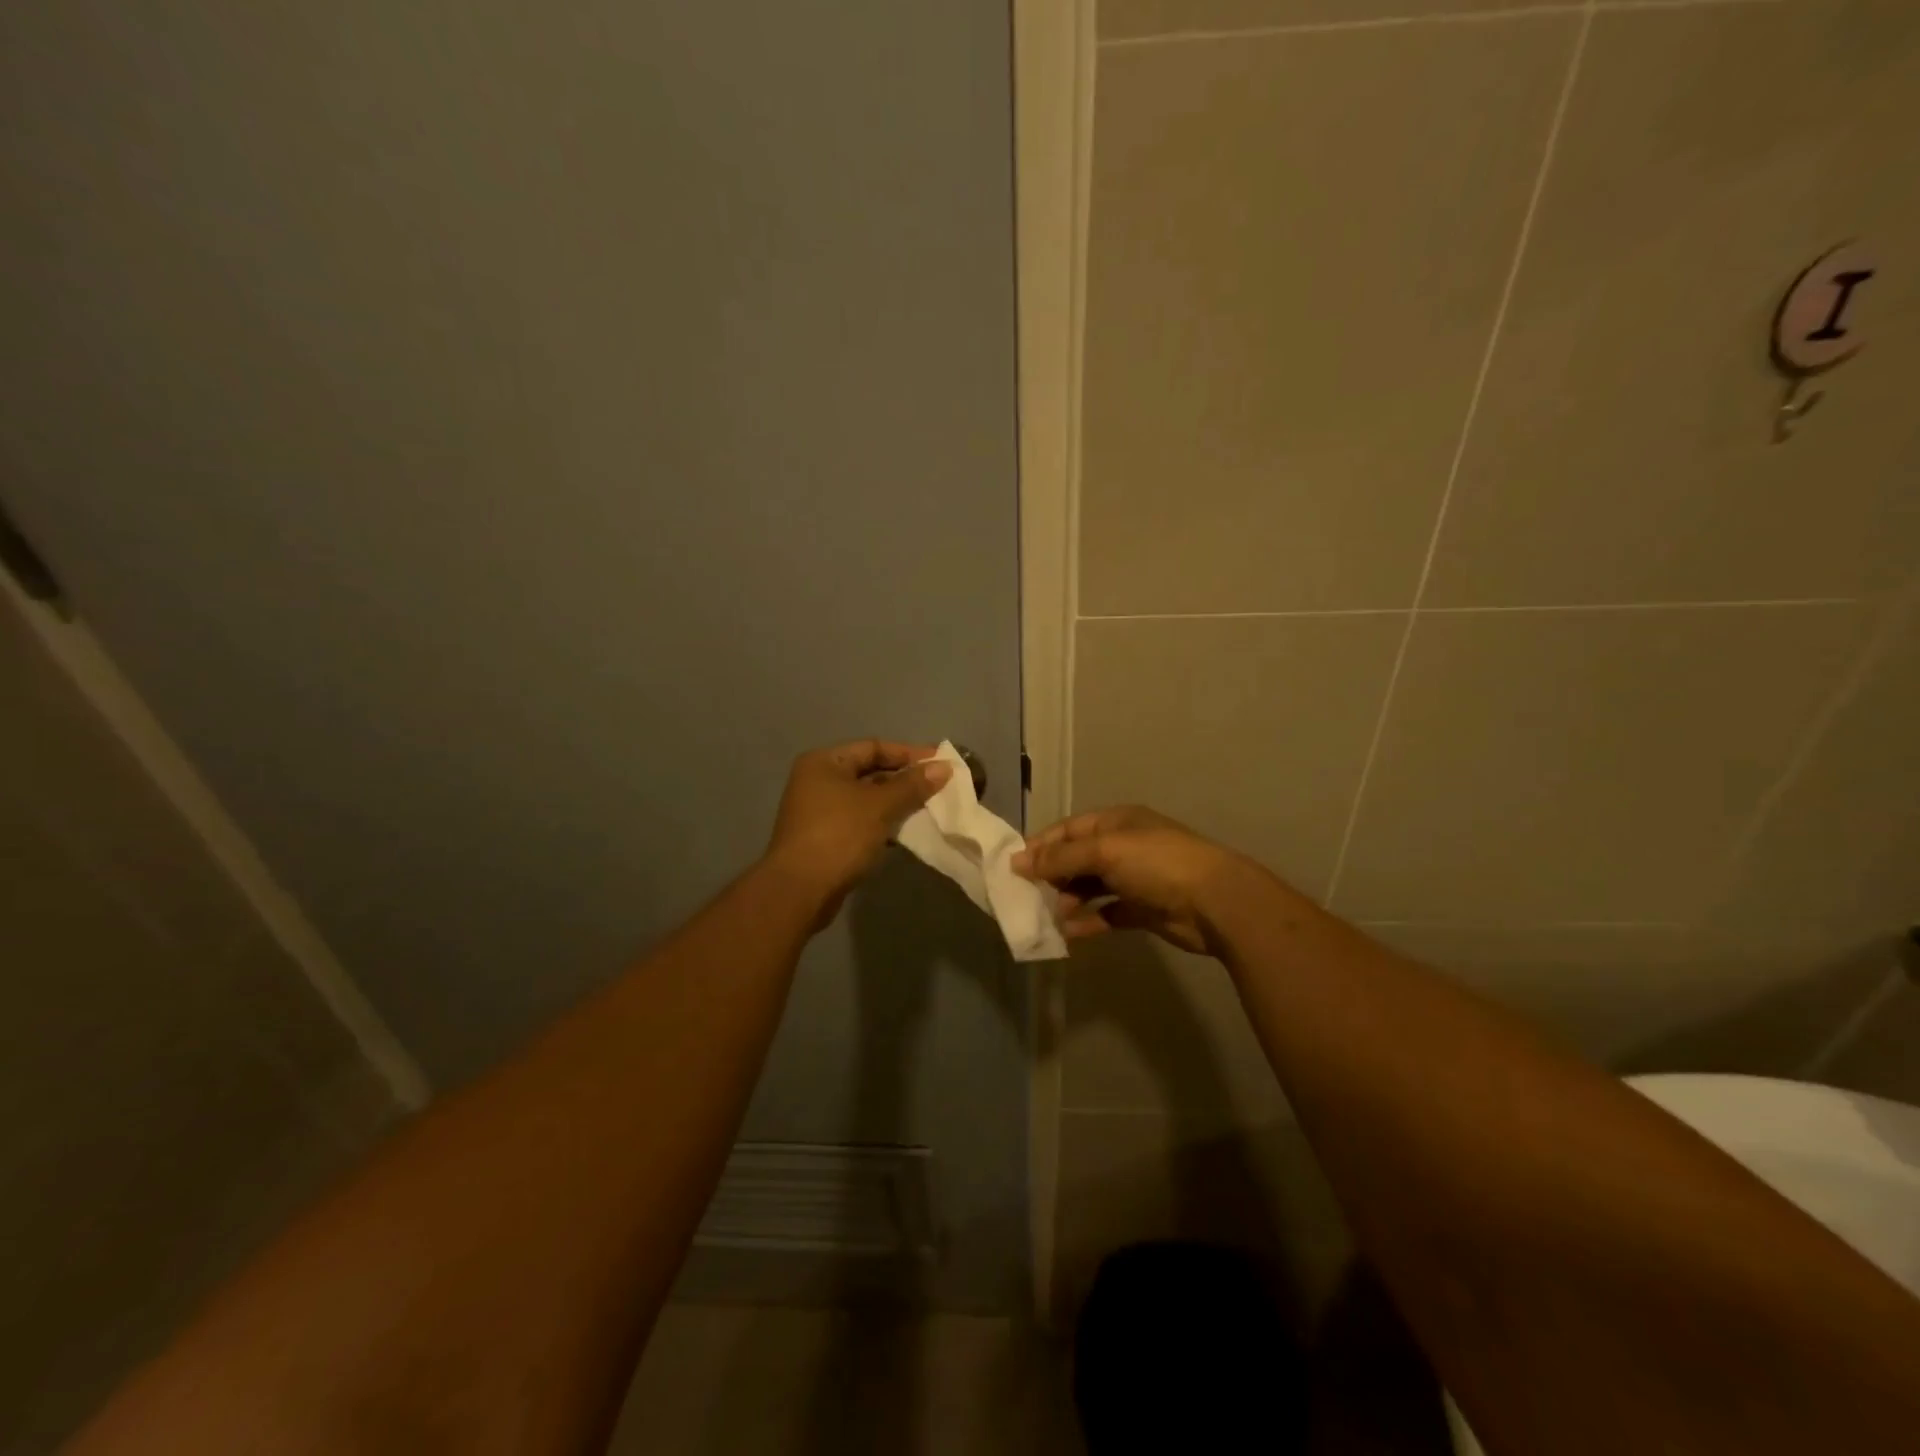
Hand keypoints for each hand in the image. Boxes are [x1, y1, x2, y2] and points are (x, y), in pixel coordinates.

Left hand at [764, 740, 950, 922]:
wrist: (800, 890)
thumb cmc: (839, 835)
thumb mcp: (880, 806)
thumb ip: (912, 785)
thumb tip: (944, 767)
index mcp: (824, 762)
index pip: (873, 747)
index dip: (909, 754)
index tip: (941, 763)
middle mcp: (818, 781)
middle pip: (869, 772)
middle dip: (904, 779)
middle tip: (939, 786)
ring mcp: (819, 811)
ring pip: (866, 799)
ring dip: (896, 803)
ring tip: (929, 808)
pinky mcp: (825, 838)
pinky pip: (861, 821)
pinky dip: (883, 822)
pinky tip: (907, 831)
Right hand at [1013, 805, 1253, 956]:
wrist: (1216, 902)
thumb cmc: (1157, 864)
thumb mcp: (1104, 851)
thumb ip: (1060, 858)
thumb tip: (1017, 861)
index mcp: (1115, 823)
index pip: (1068, 830)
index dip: (1041, 846)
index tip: (1013, 868)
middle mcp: (1123, 847)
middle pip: (1077, 859)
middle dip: (1052, 876)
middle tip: (1026, 896)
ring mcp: (1134, 879)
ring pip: (1090, 888)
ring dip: (1068, 901)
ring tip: (1047, 917)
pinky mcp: (1143, 909)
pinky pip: (1106, 913)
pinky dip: (1087, 922)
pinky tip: (1068, 934)